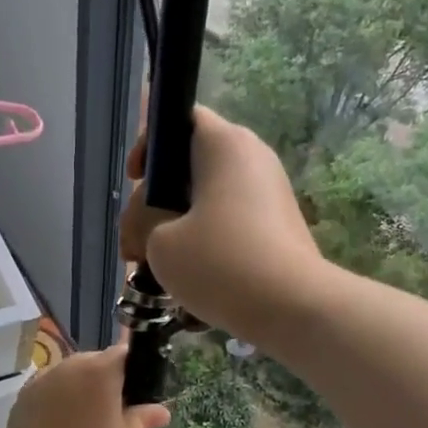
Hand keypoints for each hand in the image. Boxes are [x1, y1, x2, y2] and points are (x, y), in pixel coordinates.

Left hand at [0, 346, 169, 427]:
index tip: (138, 395)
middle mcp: (67, 367)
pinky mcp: (20, 402)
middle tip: (115, 414)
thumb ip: (143, 421)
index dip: (134, 371)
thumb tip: (158, 411)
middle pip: (94, 362)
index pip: (124, 354)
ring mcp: (39, 383)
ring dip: (80, 392)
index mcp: (99, 371)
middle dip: (106, 380)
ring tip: (87, 426)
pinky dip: (58, 405)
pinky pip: (48, 393)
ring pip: (68, 377)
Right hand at [120, 106, 324, 342]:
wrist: (293, 307)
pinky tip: (192, 292)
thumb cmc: (220, 262)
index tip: (135, 181)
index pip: (181, 119)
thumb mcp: (159, 243)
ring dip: (178, 235)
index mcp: (224, 144)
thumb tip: (152, 230)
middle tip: (136, 249)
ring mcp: (271, 196)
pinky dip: (208, 252)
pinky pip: (231, 231)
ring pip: (209, 206)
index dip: (150, 145)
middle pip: (191, 170)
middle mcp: (252, 159)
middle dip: (157, 207)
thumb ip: (142, 224)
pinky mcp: (279, 231)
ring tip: (161, 276)